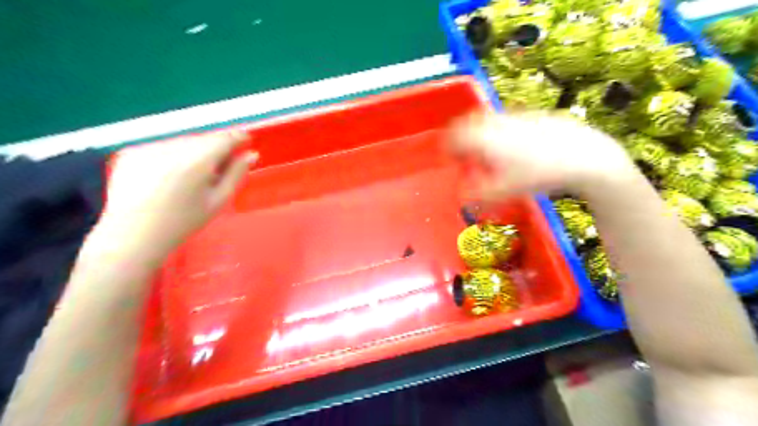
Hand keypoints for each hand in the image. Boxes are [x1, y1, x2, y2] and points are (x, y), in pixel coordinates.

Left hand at [99, 130, 257, 256]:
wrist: (134, 234)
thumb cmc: (184, 221)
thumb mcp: (218, 200)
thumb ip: (236, 174)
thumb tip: (251, 155)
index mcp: (197, 161)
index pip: (224, 138)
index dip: (237, 138)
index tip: (246, 141)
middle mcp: (172, 149)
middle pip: (203, 138)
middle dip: (216, 146)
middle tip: (222, 163)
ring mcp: (149, 148)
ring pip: (183, 141)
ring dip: (194, 150)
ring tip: (194, 174)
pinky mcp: (131, 152)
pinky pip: (162, 147)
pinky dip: (173, 155)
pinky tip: (170, 176)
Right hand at [449, 111, 634, 200]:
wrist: (583, 155)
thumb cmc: (538, 175)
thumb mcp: (503, 192)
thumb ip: (478, 195)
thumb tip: (463, 197)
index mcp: (483, 138)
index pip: (453, 137)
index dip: (448, 149)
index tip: (451, 161)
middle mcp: (495, 122)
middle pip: (468, 125)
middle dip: (463, 140)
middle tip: (467, 157)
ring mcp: (515, 116)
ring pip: (488, 122)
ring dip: (482, 135)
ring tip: (491, 154)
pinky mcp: (532, 115)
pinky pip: (507, 121)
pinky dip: (502, 132)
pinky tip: (517, 148)